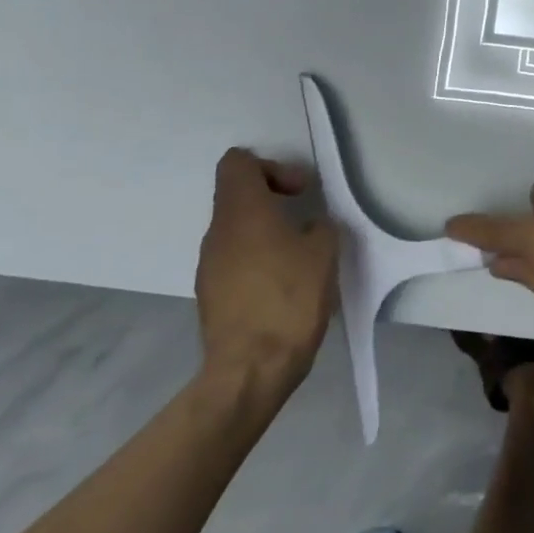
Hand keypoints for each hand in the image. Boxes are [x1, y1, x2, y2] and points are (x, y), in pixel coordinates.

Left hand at [195, 148, 340, 399]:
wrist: (251, 369)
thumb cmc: (290, 299)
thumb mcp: (324, 252)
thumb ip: (320, 226)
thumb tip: (311, 226)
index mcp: (242, 212)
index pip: (237, 163)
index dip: (271, 166)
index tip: (300, 191)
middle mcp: (217, 232)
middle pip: (237, 196)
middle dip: (273, 200)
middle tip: (306, 220)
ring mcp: (209, 266)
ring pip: (236, 230)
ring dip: (266, 232)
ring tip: (299, 257)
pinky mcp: (211, 295)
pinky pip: (234, 260)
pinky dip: (258, 260)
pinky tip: (284, 286)